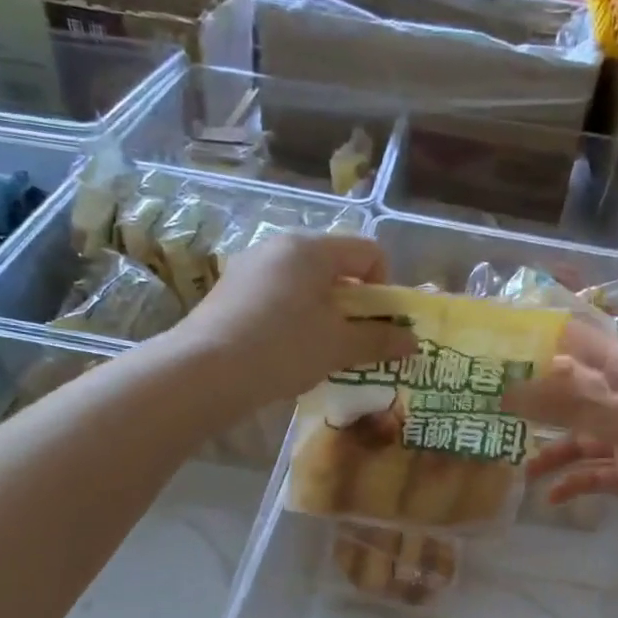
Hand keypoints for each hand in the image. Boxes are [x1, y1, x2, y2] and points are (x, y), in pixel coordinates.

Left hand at [183, 230, 415, 405]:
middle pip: (335, 265)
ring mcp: (250, 266)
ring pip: (305, 282)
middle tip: (355, 341)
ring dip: (325, 312)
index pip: (368, 251)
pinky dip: (294, 317)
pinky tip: (286, 351)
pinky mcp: (229, 291)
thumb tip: (412, 341)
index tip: (380, 324)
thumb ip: (379, 340)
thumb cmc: (282, 349)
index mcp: (311, 248)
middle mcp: (279, 245)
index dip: (385, 287)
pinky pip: (278, 295)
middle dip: (354, 303)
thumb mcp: (338, 347)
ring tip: (321, 350)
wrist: (204, 372)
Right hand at [507, 322, 617, 537]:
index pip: (573, 343)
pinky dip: (573, 484)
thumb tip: (506, 390)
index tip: (491, 351)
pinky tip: (550, 499)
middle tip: (486, 412)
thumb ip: (567, 403)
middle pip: (568, 395)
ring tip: (516, 466)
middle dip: (532, 403)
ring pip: (578, 439)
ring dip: (549, 450)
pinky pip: (595, 476)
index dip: (536, 343)